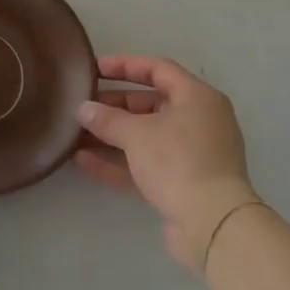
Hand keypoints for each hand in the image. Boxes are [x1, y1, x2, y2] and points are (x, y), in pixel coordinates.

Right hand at [75, 55, 251, 270]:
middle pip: (151, 104)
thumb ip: (106, 118)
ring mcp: (193, 154)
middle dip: (114, 105)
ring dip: (113, 135)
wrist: (212, 224)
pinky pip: (147, 163)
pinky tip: (85, 161)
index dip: (125, 65)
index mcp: (197, 98)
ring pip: (147, 136)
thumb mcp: (136, 134)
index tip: (95, 69)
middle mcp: (199, 121)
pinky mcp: (184, 183)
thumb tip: (83, 109)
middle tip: (83, 106)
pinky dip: (119, 161)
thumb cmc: (178, 161)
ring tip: (77, 134)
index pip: (158, 69)